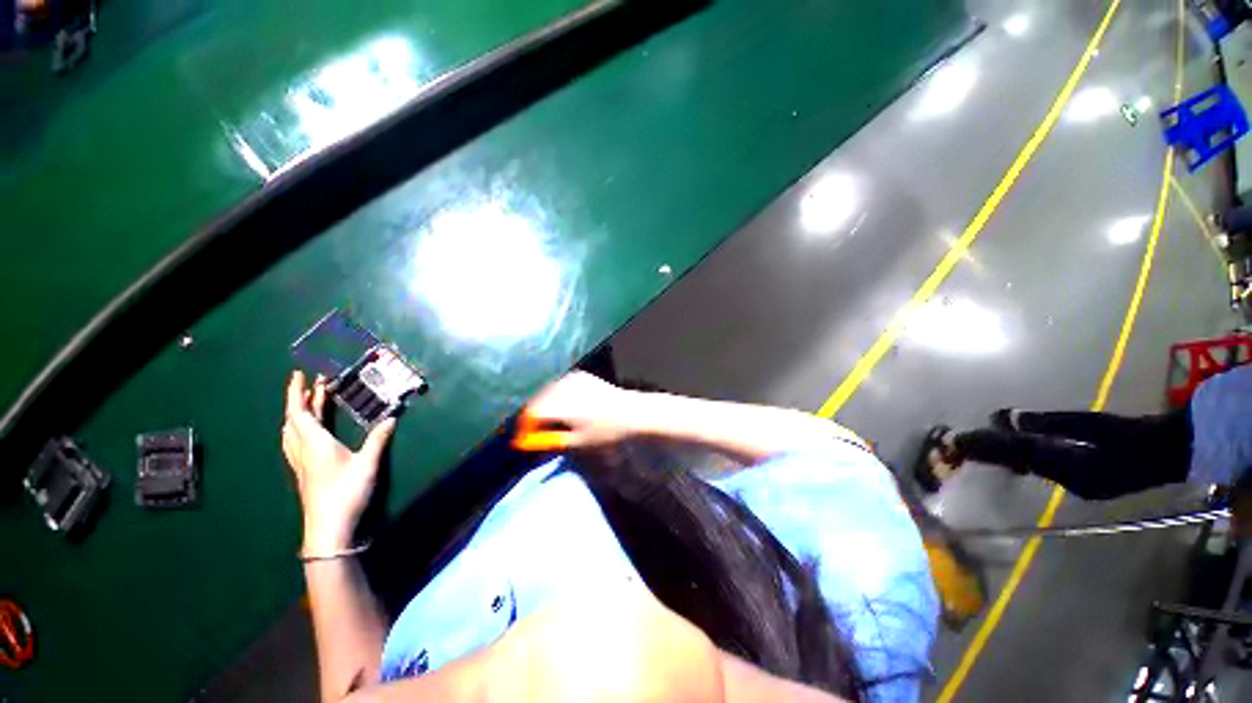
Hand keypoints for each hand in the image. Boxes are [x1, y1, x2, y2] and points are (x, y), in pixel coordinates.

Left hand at [282, 370, 395, 552]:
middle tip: (314, 384)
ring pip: (291, 431)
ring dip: (298, 414)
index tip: (299, 374)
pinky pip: (295, 442)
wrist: (328, 529)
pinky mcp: (304, 471)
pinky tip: (308, 431)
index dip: (297, 392)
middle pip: (294, 420)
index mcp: (314, 443)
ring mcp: (300, 462)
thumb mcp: (367, 464)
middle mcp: (302, 449)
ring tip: (309, 403)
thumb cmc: (346, 493)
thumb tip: (391, 418)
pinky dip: (300, 428)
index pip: (299, 412)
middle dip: (300, 399)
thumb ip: (378, 439)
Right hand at [514, 371, 641, 451]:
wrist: (631, 412)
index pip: (531, 414)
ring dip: (544, 405)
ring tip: (550, 421)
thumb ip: (550, 441)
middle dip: (534, 417)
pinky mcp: (580, 375)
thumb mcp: (577, 442)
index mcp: (561, 405)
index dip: (526, 428)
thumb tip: (528, 442)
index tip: (526, 439)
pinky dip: (556, 396)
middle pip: (537, 401)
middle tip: (537, 431)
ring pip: (547, 392)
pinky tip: (564, 406)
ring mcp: (572, 379)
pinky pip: (559, 385)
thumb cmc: (606, 432)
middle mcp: (563, 388)